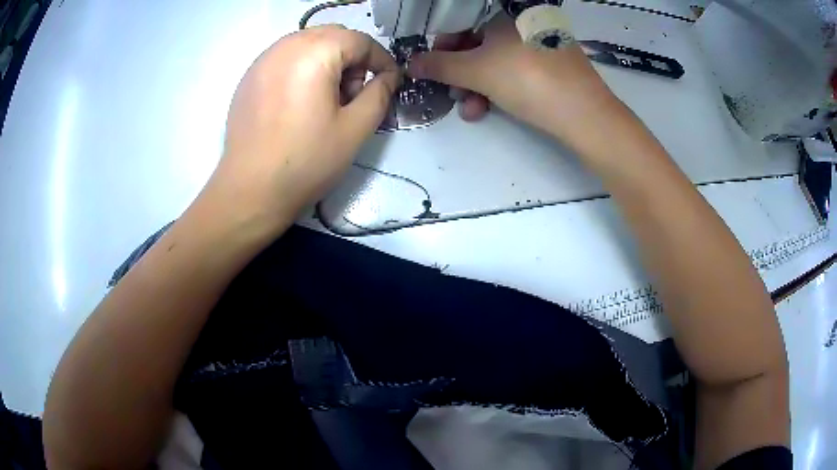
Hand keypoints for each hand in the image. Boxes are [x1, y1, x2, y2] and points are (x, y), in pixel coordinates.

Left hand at [204, 25, 399, 233]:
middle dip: (353, 59)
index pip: (360, 40)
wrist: (250, 191)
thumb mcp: (355, 129)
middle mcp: (285, 46)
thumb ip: (379, 94)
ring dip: (327, 63)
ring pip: (308, 45)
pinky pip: (285, 59)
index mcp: (314, 52)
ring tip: (326, 101)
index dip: (381, 60)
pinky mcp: (249, 78)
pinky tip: (299, 104)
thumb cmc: (305, 161)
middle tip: (353, 96)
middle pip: (333, 36)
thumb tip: (388, 76)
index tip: (389, 83)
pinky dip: (302, 70)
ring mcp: (262, 60)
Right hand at [409, 13, 620, 148]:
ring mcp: (542, 45)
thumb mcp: (475, 72)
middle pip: (480, 46)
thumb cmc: (527, 80)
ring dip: (477, 87)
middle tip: (451, 94)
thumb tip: (410, 63)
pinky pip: (519, 73)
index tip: (432, 69)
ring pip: (499, 62)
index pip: (464, 25)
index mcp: (507, 16)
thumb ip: (439, 66)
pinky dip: (501, 89)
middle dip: (460, 74)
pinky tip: (490, 109)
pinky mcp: (555, 68)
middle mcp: (525, 24)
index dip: (442, 47)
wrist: (585, 114)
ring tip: (470, 110)